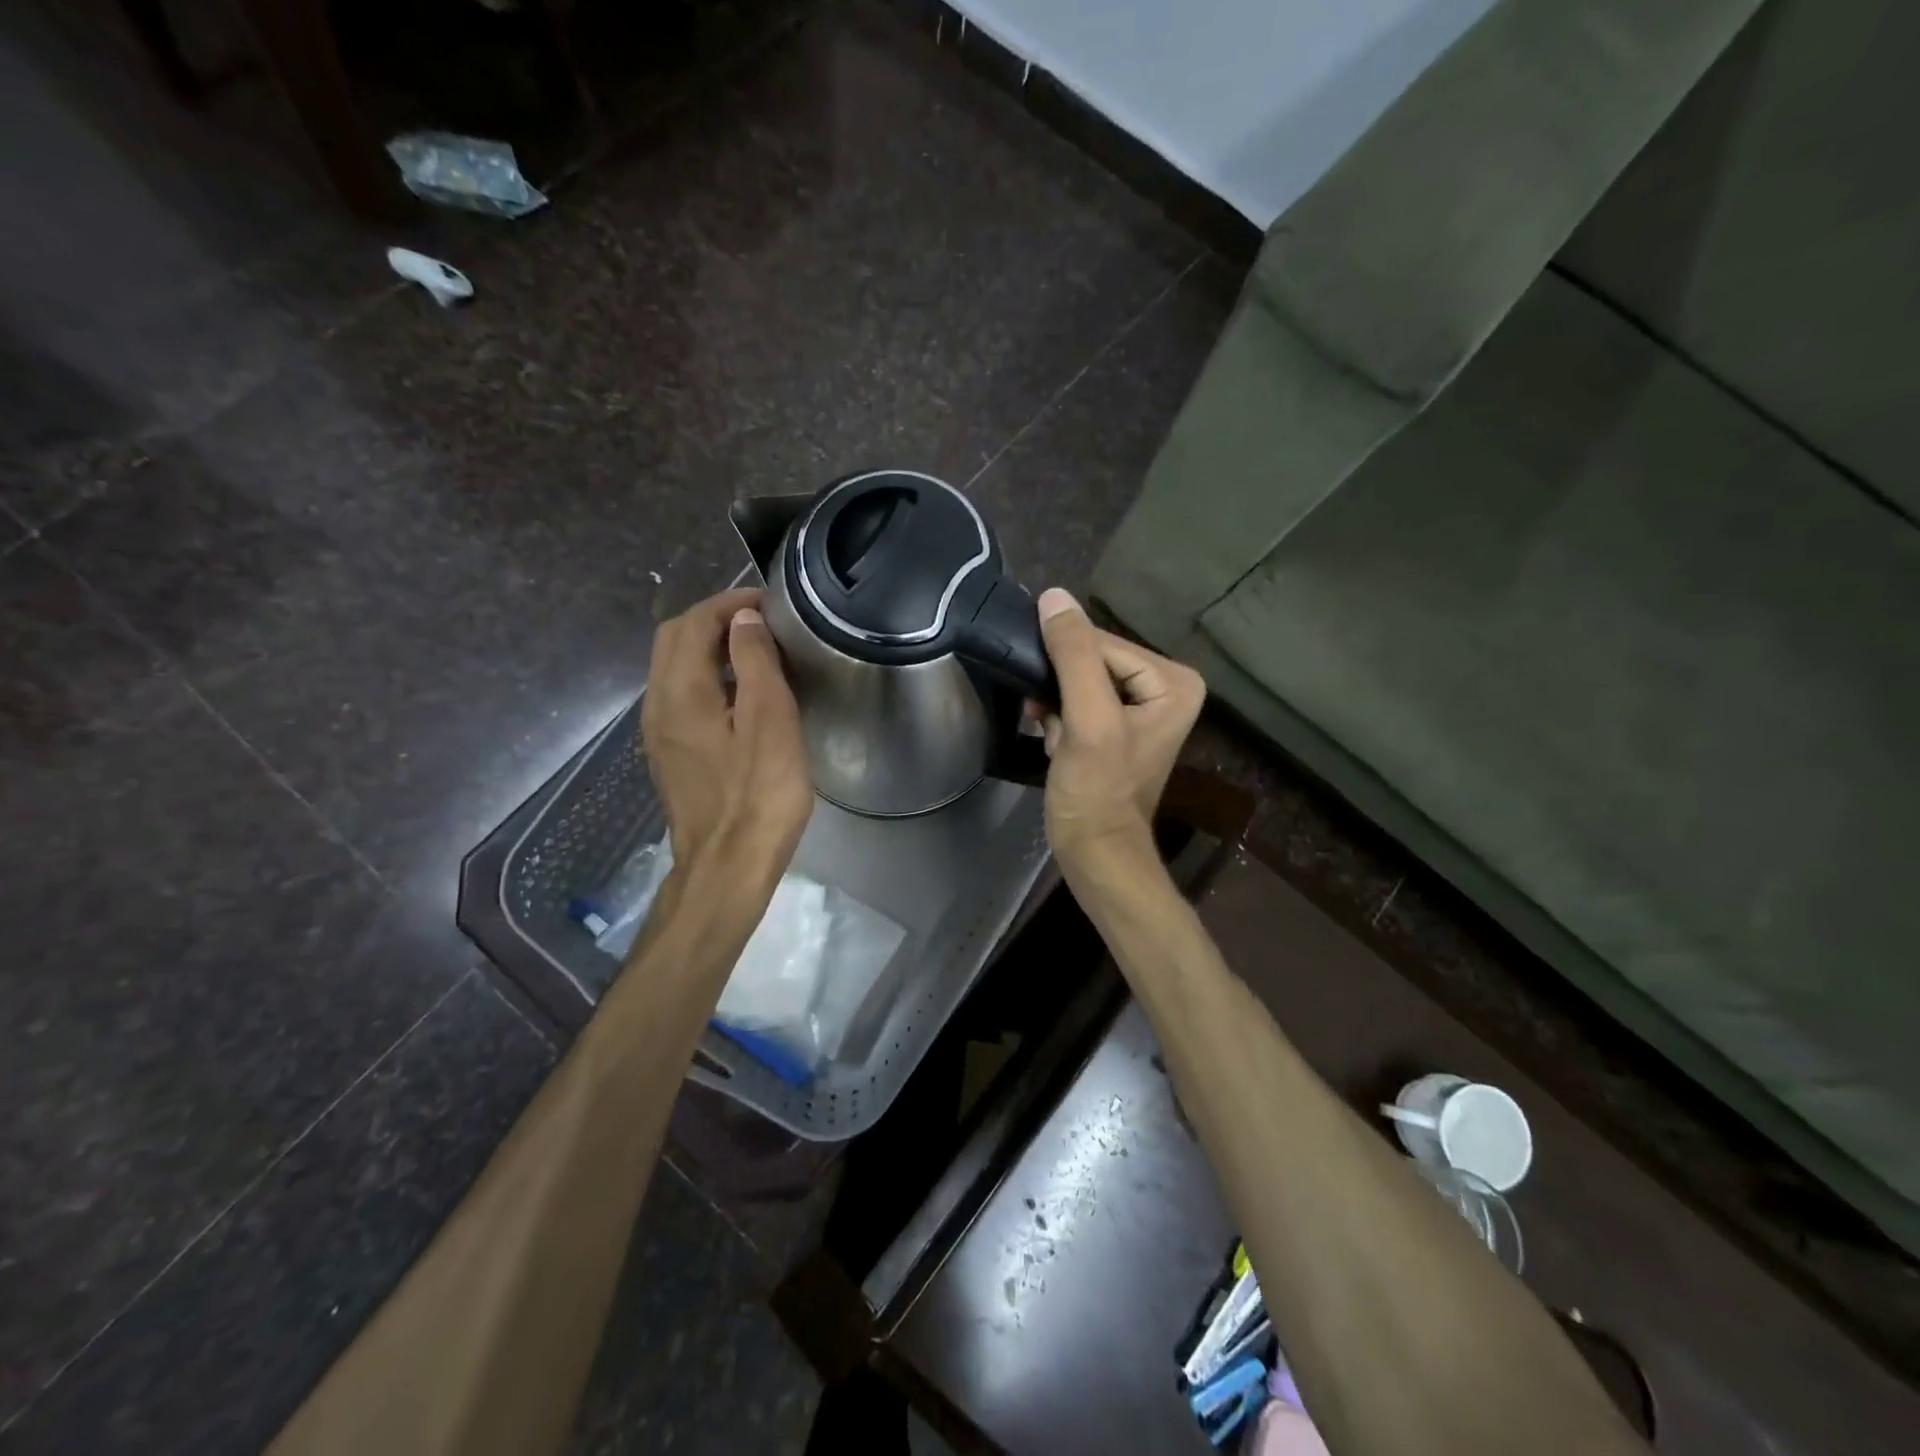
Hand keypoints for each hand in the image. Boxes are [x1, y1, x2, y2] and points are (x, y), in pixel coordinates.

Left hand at [641, 588, 812, 881]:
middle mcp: (658, 705)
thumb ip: (754, 662)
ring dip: (710, 648)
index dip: (730, 603)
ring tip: (757, 652)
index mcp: (681, 691)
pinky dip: (708, 677)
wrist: (728, 865)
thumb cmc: (758, 794)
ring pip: (675, 668)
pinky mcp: (671, 755)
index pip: (693, 623)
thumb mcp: (769, 720)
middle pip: (674, 640)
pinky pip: (682, 696)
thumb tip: (743, 618)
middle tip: (762, 622)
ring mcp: (660, 733)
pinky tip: (742, 696)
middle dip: (714, 619)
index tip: (770, 603)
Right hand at [1034, 588, 1205, 869]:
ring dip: (1054, 703)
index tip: (1040, 691)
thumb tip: (1054, 596)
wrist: (1094, 851)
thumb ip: (1073, 655)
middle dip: (1060, 687)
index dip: (1064, 662)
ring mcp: (1140, 708)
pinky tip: (1053, 741)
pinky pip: (1077, 700)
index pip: (1104, 643)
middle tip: (1046, 717)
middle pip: (1092, 660)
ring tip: (1052, 734)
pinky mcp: (1115, 726)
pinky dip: (1057, 717)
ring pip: (1078, 679)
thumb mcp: (1087, 718)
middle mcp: (1164, 686)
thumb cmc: (1097, 789)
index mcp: (1173, 679)